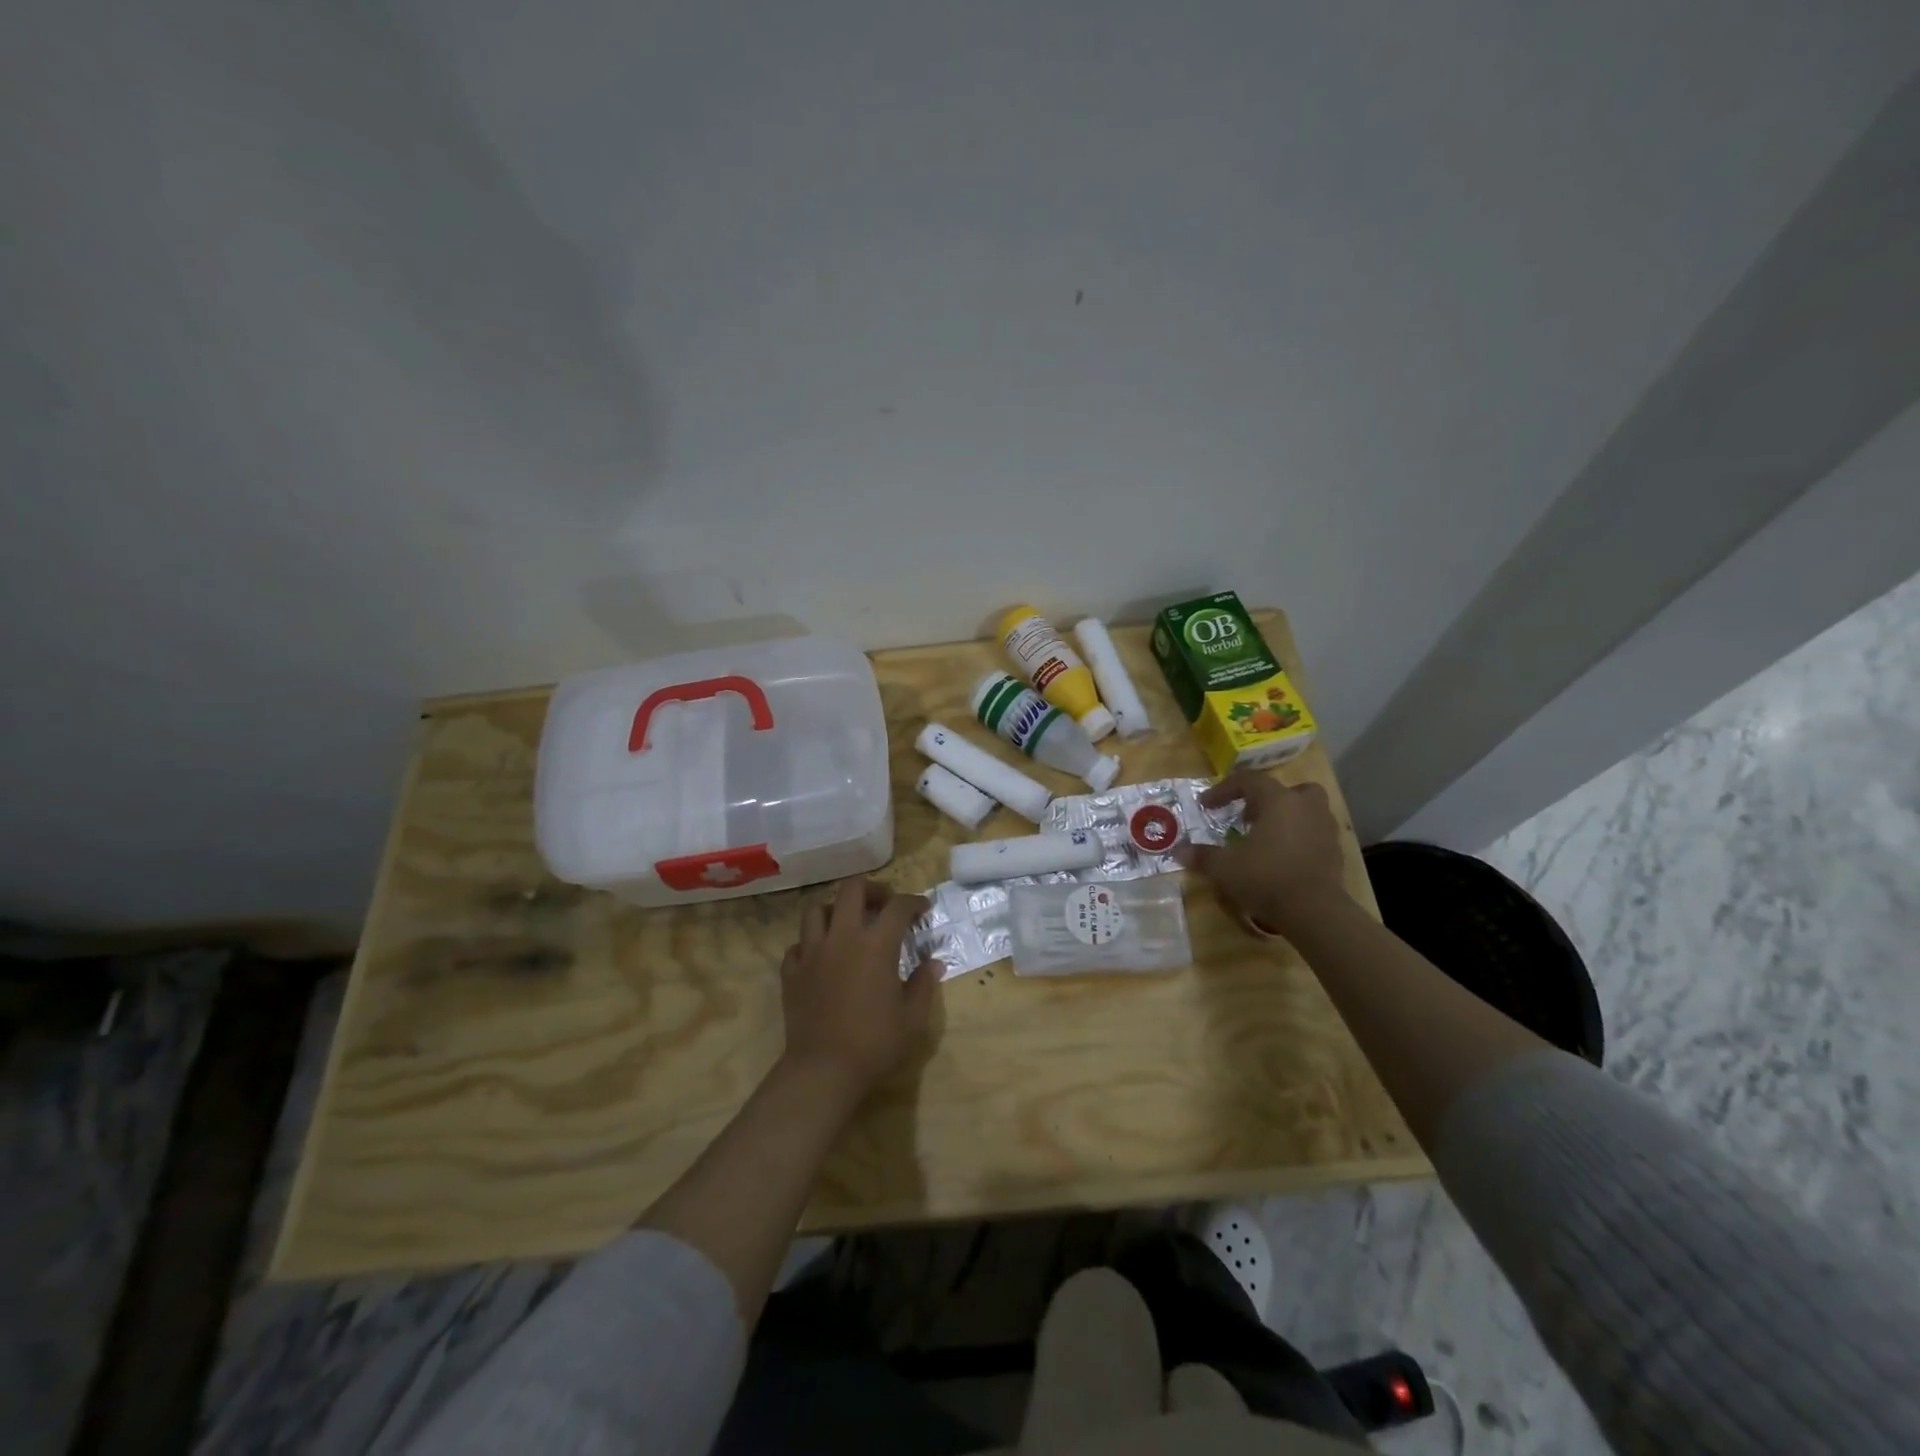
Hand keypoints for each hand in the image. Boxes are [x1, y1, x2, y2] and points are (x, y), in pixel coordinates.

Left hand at [778, 878, 941, 1095]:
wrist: (824, 1070)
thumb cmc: (875, 1043)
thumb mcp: (912, 1018)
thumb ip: (923, 984)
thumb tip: (933, 963)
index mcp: (876, 944)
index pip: (898, 907)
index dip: (913, 902)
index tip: (922, 909)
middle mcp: (842, 937)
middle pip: (852, 890)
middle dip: (871, 890)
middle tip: (883, 904)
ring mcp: (812, 952)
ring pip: (816, 910)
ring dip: (835, 910)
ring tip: (847, 924)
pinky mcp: (791, 972)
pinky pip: (798, 944)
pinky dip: (811, 943)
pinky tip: (821, 956)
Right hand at [1176, 770, 1350, 936]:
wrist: (1316, 912)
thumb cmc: (1266, 878)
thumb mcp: (1225, 868)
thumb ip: (1202, 856)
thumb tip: (1178, 852)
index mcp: (1278, 801)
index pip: (1248, 780)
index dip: (1223, 790)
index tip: (1206, 806)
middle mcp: (1305, 807)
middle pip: (1286, 789)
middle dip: (1264, 799)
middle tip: (1246, 817)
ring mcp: (1324, 828)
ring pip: (1306, 809)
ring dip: (1285, 816)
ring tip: (1265, 836)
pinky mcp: (1335, 851)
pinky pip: (1313, 833)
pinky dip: (1298, 838)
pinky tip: (1282, 858)